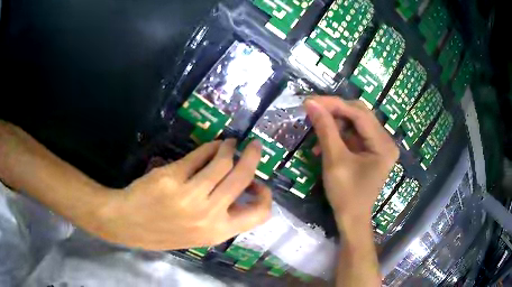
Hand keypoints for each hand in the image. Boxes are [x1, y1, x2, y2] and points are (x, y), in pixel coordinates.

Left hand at [95, 139, 271, 250]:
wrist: (127, 223)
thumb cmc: (163, 231)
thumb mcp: (198, 235)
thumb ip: (222, 217)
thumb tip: (241, 192)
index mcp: (217, 232)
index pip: (258, 214)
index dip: (265, 195)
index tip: (260, 183)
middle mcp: (208, 214)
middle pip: (241, 177)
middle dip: (252, 157)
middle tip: (254, 146)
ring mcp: (189, 194)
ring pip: (221, 162)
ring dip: (229, 148)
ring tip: (229, 144)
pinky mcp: (172, 176)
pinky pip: (199, 156)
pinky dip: (209, 147)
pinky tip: (212, 146)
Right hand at [304, 97, 398, 225]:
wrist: (351, 219)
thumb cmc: (346, 194)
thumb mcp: (334, 160)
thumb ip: (325, 129)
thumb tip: (311, 104)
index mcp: (383, 144)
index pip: (359, 113)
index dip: (334, 104)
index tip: (310, 101)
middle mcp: (385, 141)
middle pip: (359, 115)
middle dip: (334, 111)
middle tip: (312, 109)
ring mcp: (379, 146)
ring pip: (355, 123)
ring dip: (335, 124)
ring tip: (315, 130)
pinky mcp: (371, 151)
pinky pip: (354, 135)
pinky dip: (338, 135)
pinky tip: (324, 144)